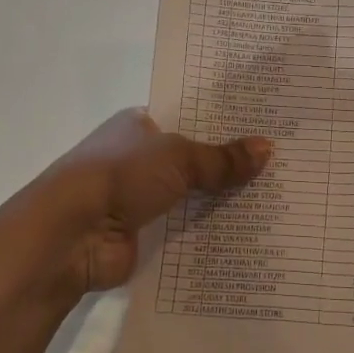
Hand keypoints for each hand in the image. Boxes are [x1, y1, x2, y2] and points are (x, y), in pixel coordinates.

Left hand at [39, 108, 272, 296]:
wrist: (70, 234)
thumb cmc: (121, 175)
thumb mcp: (178, 157)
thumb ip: (222, 158)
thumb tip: (268, 149)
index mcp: (139, 124)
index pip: (189, 117)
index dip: (225, 123)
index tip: (267, 127)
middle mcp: (138, 158)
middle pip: (193, 159)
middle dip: (230, 165)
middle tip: (283, 165)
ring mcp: (139, 198)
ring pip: (192, 196)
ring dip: (222, 201)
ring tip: (278, 200)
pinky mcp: (143, 235)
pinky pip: (185, 230)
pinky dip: (210, 233)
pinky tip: (250, 234)